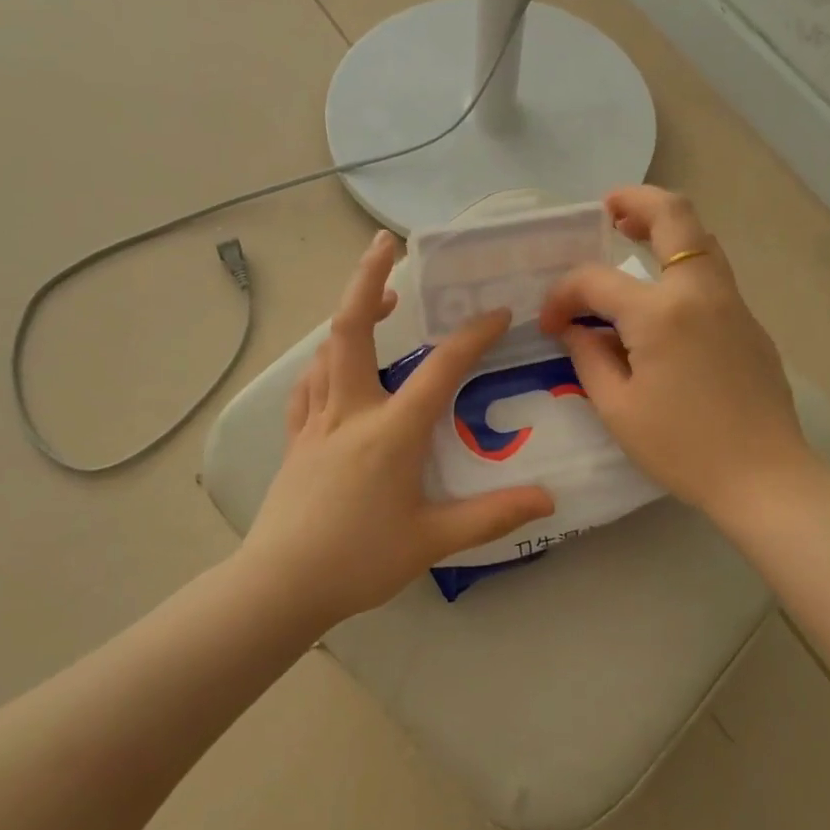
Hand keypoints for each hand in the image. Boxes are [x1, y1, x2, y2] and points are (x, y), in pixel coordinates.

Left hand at [243, 231, 554, 623]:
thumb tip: (548, 500)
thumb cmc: (359, 560)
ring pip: (327, 351)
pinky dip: (325, 362)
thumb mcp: (433, 540)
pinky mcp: (296, 439)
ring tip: (379, 300)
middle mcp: (351, 412)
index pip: (439, 369)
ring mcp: (317, 422)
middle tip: (385, 244)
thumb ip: (492, 516)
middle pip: (352, 329)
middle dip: (369, 280)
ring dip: (352, 316)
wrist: (281, 585)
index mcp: (391, 432)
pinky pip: (308, 386)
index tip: (497, 312)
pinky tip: (335, 365)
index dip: (472, 335)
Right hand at [538, 186, 813, 515]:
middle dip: (636, 201)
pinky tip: (661, 295)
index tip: (550, 324)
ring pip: (701, 238)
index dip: (563, 296)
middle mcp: (700, 292)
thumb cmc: (683, 448)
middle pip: (674, 216)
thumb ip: (589, 358)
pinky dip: (682, 262)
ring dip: (663, 226)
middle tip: (606, 209)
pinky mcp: (749, 322)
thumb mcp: (618, 409)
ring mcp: (732, 303)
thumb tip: (574, 329)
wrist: (764, 477)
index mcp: (660, 313)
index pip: (595, 281)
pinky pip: (712, 273)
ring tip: (629, 235)